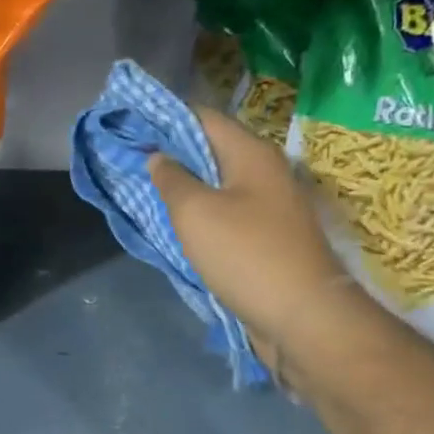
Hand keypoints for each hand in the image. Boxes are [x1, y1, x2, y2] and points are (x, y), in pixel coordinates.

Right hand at [148, 107, 354, 364]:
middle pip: (211, 149)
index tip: (130, 127)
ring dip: (184, 185)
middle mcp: (265, 172)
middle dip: (171, 152)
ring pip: (217, 183)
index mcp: (251, 154)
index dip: (164, 118)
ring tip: (146, 189)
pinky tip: (176, 223)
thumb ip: (172, 179)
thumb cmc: (245, 254)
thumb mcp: (195, 212)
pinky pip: (226, 212)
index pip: (203, 117)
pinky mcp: (267, 236)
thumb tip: (159, 157)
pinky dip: (199, 212)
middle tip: (131, 160)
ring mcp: (269, 206)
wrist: (303, 316)